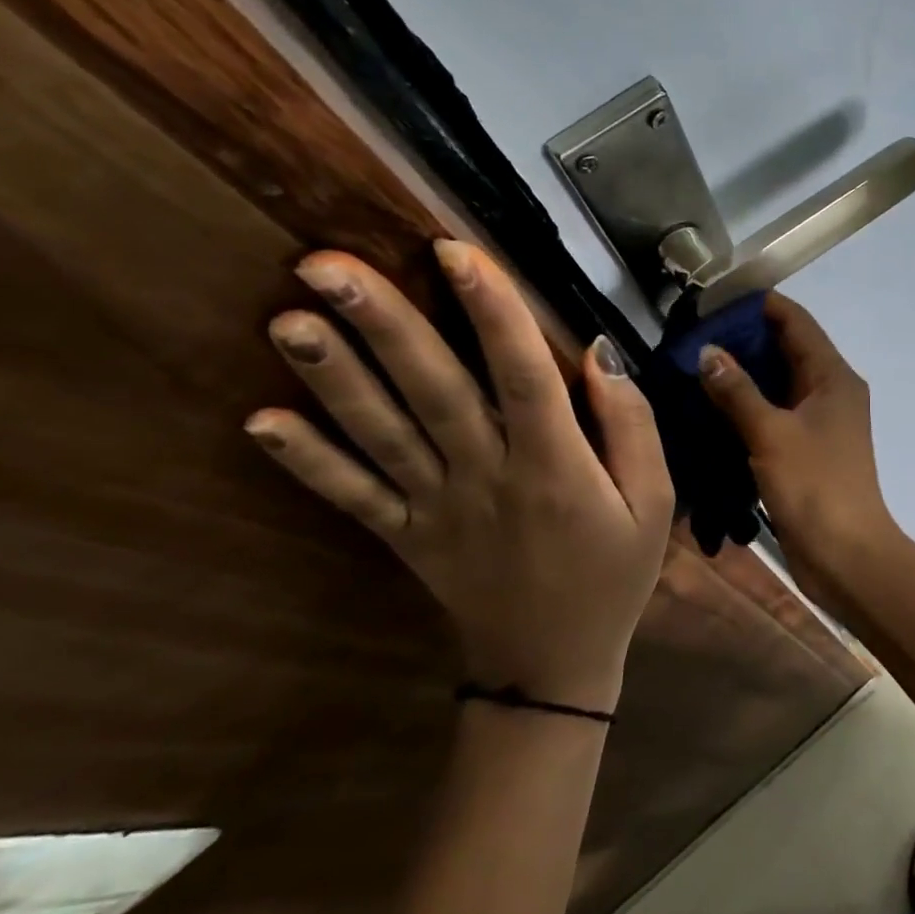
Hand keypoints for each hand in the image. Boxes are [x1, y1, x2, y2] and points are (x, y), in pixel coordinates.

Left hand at [243, 242, 673, 712]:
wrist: (553, 663)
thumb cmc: (614, 574)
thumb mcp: (654, 502)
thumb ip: (632, 426)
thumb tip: (598, 354)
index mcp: (555, 466)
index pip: (523, 375)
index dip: (493, 311)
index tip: (456, 250)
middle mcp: (488, 477)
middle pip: (434, 392)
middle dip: (384, 326)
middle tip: (326, 265)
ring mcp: (436, 508)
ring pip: (382, 435)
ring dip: (333, 379)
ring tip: (288, 319)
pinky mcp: (405, 537)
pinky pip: (353, 497)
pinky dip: (307, 461)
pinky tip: (260, 421)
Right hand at [696, 294, 899, 579]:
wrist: (846, 555)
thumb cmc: (814, 487)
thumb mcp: (771, 433)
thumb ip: (737, 391)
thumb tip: (708, 351)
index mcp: (833, 376)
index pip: (795, 321)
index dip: (757, 305)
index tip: (712, 302)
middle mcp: (830, 391)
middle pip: (786, 349)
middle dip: (742, 341)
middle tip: (690, 339)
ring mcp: (820, 422)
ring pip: (778, 384)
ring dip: (742, 376)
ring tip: (692, 369)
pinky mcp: (807, 450)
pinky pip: (774, 415)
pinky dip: (747, 408)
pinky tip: (709, 410)